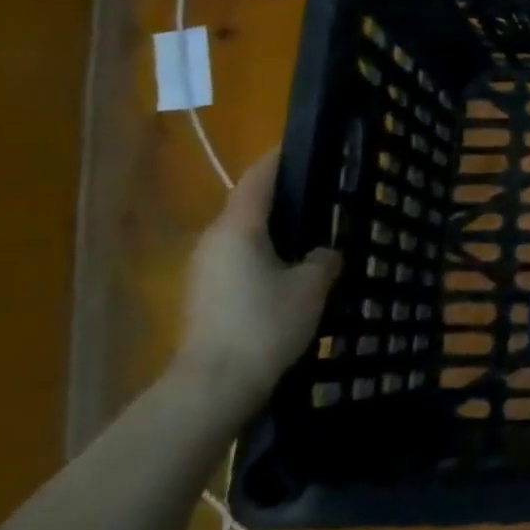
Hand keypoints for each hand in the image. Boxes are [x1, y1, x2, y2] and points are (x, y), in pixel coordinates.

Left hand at [177, 151, 340, 415]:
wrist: (213, 386)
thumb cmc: (264, 325)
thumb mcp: (311, 287)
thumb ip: (323, 259)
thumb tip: (324, 252)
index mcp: (239, 227)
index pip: (260, 177)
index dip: (282, 157)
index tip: (307, 143)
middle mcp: (215, 239)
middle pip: (250, 204)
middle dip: (285, 195)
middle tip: (324, 192)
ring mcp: (204, 268)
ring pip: (245, 234)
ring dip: (275, 228)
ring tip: (314, 231)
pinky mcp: (205, 294)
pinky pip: (240, 258)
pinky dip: (266, 253)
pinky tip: (293, 270)